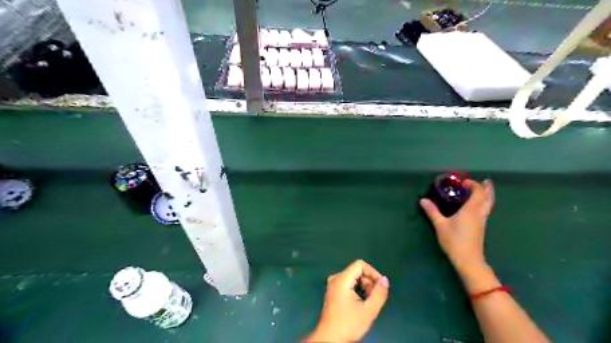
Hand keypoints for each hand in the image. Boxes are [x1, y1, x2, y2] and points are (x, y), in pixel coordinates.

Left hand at [302, 260, 387, 342]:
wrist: (330, 338)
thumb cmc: (348, 324)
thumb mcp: (368, 310)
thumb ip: (379, 294)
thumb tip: (385, 280)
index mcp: (342, 279)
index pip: (360, 265)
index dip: (373, 273)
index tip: (381, 286)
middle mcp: (336, 278)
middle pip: (357, 271)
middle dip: (369, 282)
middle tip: (375, 298)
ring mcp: (333, 285)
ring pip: (353, 278)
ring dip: (364, 287)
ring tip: (368, 302)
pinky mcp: (333, 292)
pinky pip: (348, 284)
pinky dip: (357, 290)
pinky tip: (360, 303)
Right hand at [423, 179, 492, 272]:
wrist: (468, 259)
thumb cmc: (454, 240)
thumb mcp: (440, 225)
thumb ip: (432, 211)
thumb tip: (423, 200)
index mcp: (471, 210)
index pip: (477, 192)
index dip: (473, 185)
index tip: (463, 182)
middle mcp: (479, 213)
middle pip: (488, 198)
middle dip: (487, 188)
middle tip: (485, 181)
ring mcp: (482, 221)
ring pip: (489, 205)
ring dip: (488, 196)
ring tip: (484, 190)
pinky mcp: (481, 227)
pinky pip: (486, 210)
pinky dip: (484, 203)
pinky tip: (477, 206)